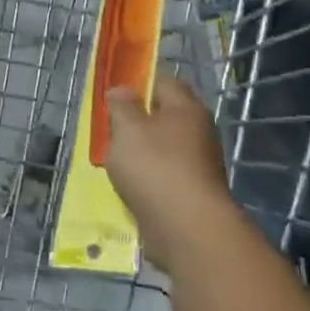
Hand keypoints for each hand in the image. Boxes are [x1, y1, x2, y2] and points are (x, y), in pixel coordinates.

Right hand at [104, 76, 241, 272]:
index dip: (140, 83)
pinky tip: (131, 185)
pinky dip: (149, 177)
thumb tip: (122, 88)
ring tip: (115, 159)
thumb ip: (123, 106)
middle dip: (140, 120)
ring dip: (143, 152)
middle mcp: (198, 131)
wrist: (187, 228)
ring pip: (165, 147)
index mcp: (186, 108)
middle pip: (166, 116)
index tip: (115, 93)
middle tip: (111, 127)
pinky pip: (165, 175)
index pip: (164, 82)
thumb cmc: (155, 168)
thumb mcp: (128, 130)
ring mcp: (198, 163)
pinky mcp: (192, 192)